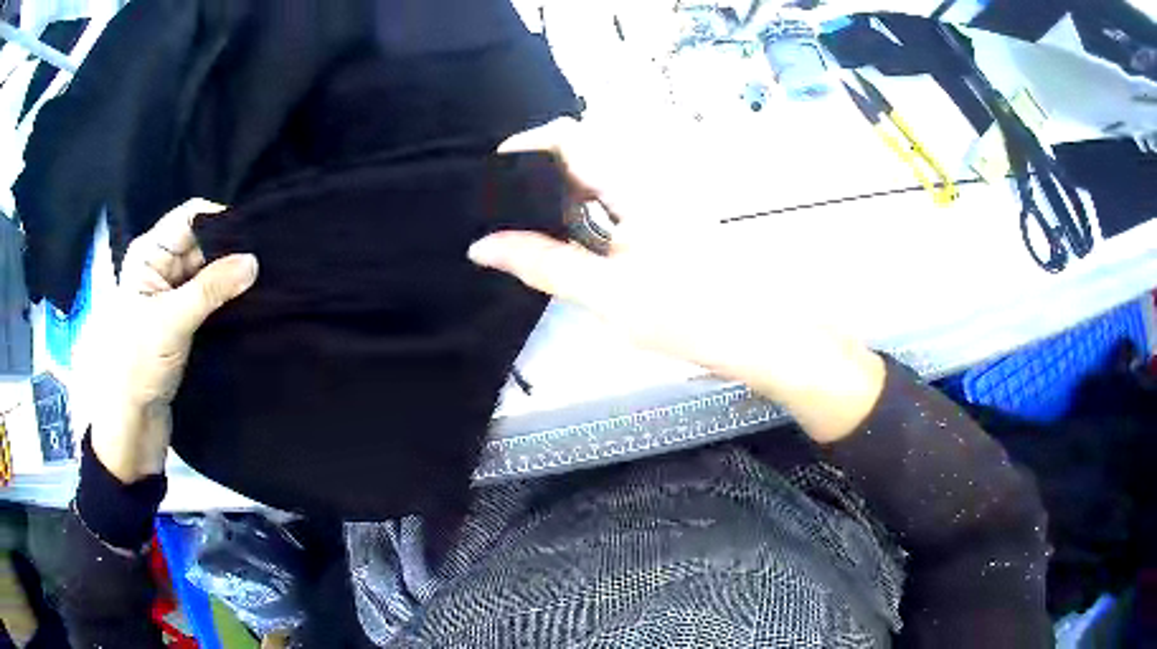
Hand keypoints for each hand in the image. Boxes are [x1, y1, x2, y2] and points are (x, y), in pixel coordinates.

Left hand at [92, 199, 257, 482]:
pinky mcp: (182, 318)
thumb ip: (212, 288)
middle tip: (267, 258)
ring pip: (207, 270)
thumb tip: (254, 260)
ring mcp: (172, 293)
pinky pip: (209, 296)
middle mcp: (161, 266)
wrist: (133, 420)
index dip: (221, 220)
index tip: (255, 233)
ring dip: (230, 275)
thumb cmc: (139, 363)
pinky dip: (226, 296)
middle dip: (230, 248)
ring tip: (265, 277)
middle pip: (201, 242)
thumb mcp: (173, 321)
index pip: (190, 217)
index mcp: (149, 253)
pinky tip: (250, 297)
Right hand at [469, 119, 884, 442]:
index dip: (525, 145)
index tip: (490, 176)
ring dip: (552, 199)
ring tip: (518, 228)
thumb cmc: (688, 314)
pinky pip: (607, 205)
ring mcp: (655, 200)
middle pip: (576, 156)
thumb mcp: (607, 294)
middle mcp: (644, 180)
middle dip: (531, 177)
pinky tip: (564, 245)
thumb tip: (483, 246)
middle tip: (494, 209)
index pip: (569, 136)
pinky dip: (577, 218)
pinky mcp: (660, 221)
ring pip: (590, 182)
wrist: (755, 336)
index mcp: (633, 185)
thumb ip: (543, 265)